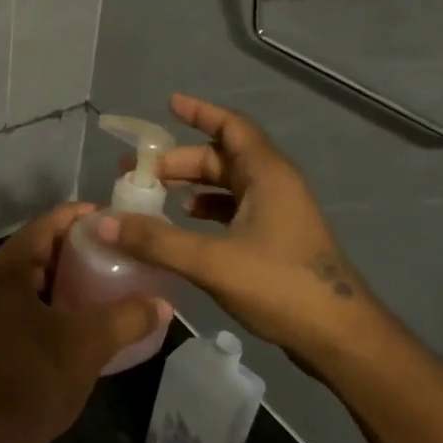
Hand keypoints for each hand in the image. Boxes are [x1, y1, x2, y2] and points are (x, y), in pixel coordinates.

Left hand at [0, 203, 169, 442]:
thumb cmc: (36, 380)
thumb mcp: (89, 344)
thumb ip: (128, 317)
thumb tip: (164, 304)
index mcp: (4, 270)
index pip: (44, 226)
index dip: (78, 217)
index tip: (111, 217)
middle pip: (33, 248)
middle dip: (72, 246)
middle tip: (112, 246)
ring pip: (26, 277)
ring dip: (60, 273)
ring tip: (100, 275)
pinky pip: (19, 299)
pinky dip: (47, 297)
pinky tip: (75, 311)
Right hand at [102, 95, 388, 370]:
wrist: (339, 338)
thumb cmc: (281, 287)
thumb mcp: (212, 262)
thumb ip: (156, 240)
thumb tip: (102, 222)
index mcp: (267, 175)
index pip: (231, 128)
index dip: (201, 113)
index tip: (169, 104)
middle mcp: (274, 185)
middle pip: (222, 157)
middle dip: (180, 161)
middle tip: (138, 172)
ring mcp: (278, 213)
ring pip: (227, 185)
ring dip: (192, 185)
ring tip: (154, 196)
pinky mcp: (276, 239)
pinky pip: (234, 210)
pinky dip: (207, 210)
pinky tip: (184, 224)